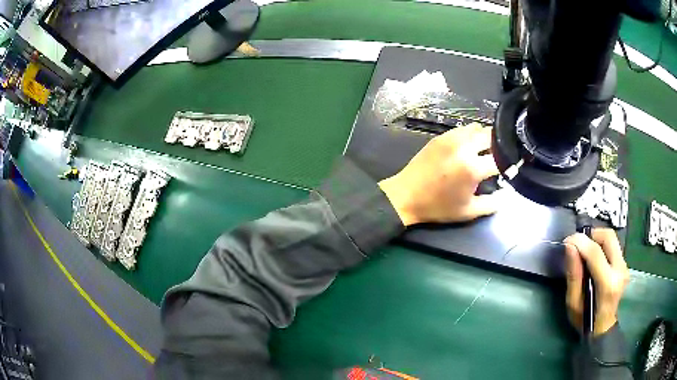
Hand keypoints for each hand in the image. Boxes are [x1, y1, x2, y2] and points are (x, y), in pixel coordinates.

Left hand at [378, 123, 499, 225]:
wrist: (406, 196)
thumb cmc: (438, 207)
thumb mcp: (468, 212)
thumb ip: (492, 204)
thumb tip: (506, 194)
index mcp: (472, 168)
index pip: (500, 159)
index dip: (508, 165)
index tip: (508, 169)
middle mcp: (464, 147)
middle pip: (491, 136)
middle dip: (498, 146)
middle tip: (498, 157)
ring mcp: (451, 138)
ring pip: (476, 128)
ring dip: (484, 137)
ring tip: (485, 150)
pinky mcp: (440, 136)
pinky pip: (462, 129)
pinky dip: (470, 135)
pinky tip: (469, 146)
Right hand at [564, 228, 629, 335]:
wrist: (602, 328)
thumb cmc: (584, 320)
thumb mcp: (573, 302)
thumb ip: (573, 274)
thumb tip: (570, 246)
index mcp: (607, 284)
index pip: (596, 253)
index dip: (580, 242)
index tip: (567, 241)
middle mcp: (620, 270)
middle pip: (609, 237)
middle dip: (592, 235)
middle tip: (578, 243)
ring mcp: (624, 266)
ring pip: (612, 239)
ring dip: (596, 239)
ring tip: (584, 250)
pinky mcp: (624, 264)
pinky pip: (613, 246)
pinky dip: (601, 245)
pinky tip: (593, 257)